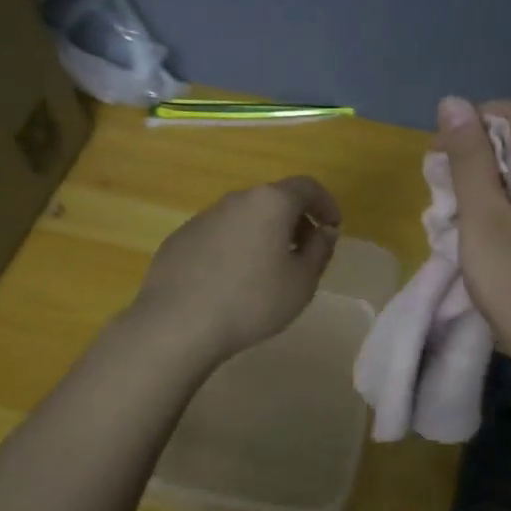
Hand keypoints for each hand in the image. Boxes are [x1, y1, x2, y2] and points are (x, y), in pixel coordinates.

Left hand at [131, 177, 340, 363]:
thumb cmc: (252, 301)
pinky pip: (219, 235)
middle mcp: (236, 200)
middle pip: (274, 199)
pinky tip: (232, 281)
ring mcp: (203, 217)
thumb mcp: (302, 282)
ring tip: (269, 269)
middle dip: (295, 220)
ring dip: (263, 234)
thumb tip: (324, 231)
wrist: (178, 324)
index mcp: (270, 202)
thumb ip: (320, 250)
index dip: (326, 204)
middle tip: (305, 251)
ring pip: (244, 217)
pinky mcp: (180, 238)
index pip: (307, 187)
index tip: (333, 227)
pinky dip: (235, 247)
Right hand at [436, 96, 510, 358]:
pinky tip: (480, 237)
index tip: (440, 160)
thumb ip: (469, 156)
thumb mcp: (483, 215)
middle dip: (472, 160)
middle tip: (443, 198)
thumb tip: (453, 101)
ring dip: (480, 188)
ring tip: (456, 222)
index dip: (470, 125)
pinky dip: (498, 208)